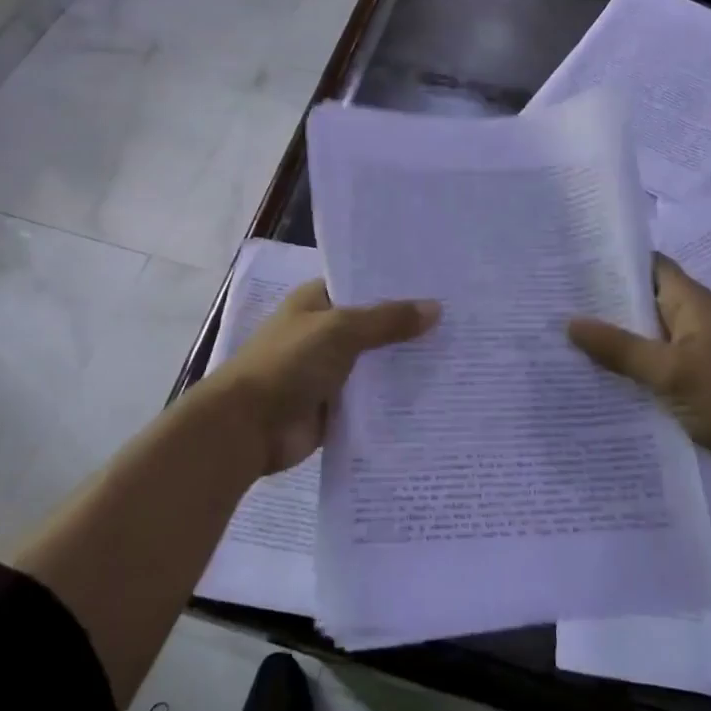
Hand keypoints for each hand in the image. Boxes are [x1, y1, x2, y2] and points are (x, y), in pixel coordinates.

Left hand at [213, 280, 440, 474]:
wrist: (248, 426)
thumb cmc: (289, 363)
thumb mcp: (340, 330)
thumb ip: (387, 320)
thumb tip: (435, 308)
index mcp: (316, 302)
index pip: (362, 285)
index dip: (396, 284)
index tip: (440, 283)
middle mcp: (324, 333)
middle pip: (374, 326)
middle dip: (409, 327)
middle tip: (462, 322)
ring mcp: (330, 371)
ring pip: (377, 364)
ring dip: (406, 364)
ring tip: (460, 357)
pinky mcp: (336, 407)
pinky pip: (372, 399)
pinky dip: (396, 398)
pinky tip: (436, 395)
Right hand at [567, 254, 710, 484]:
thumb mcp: (672, 371)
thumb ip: (620, 348)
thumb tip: (570, 322)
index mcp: (691, 303)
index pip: (648, 265)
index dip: (613, 260)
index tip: (571, 262)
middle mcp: (689, 322)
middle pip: (638, 303)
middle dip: (600, 303)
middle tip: (551, 303)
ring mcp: (690, 356)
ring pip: (640, 340)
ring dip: (608, 342)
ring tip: (556, 339)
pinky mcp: (689, 387)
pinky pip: (649, 372)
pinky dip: (623, 373)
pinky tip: (587, 379)